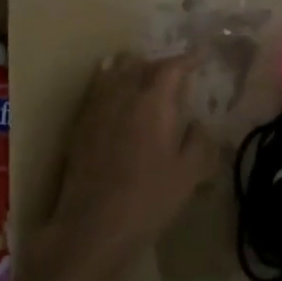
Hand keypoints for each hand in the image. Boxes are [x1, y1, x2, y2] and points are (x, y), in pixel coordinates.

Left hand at [45, 52, 213, 280]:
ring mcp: (97, 106)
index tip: (201, 55)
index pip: (173, 66)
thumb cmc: (148, 199)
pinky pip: (97, 88)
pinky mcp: (79, 122)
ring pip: (115, 69)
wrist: (92, 225)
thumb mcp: (188, 174)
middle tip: (175, 77)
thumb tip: (198, 124)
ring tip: (144, 83)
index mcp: (154, 101)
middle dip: (160, 64)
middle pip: (141, 62)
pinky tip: (118, 100)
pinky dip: (111, 83)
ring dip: (133, 70)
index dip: (189, 58)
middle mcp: (123, 93)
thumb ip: (199, 142)